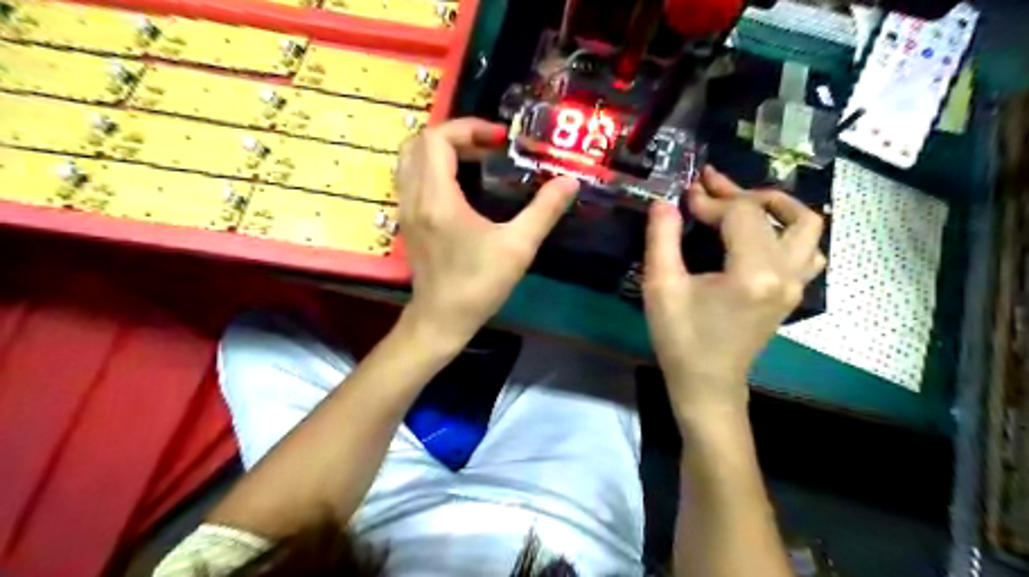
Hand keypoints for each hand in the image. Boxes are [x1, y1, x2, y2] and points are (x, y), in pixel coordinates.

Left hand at [396, 118, 576, 345]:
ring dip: (442, 150)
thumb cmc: (479, 285)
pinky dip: (434, 168)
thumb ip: (544, 211)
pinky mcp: (408, 221)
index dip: (468, 128)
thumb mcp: (518, 248)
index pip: (437, 139)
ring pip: (411, 160)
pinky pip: (412, 178)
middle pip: (420, 143)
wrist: (442, 319)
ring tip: (477, 160)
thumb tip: (569, 182)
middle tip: (489, 147)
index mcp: (438, 199)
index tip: (499, 140)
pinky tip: (462, 184)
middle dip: (456, 136)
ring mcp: (406, 209)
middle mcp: (414, 197)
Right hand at [645, 168, 824, 419]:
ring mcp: (795, 284)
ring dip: (775, 207)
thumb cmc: (681, 339)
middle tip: (708, 184)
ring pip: (806, 227)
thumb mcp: (661, 287)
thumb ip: (662, 239)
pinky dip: (788, 232)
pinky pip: (807, 250)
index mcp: (753, 272)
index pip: (740, 214)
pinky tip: (760, 236)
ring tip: (743, 204)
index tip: (683, 197)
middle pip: (773, 212)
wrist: (707, 383)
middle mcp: (785, 273)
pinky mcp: (792, 293)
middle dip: (737, 193)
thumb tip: (665, 202)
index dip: (710, 200)